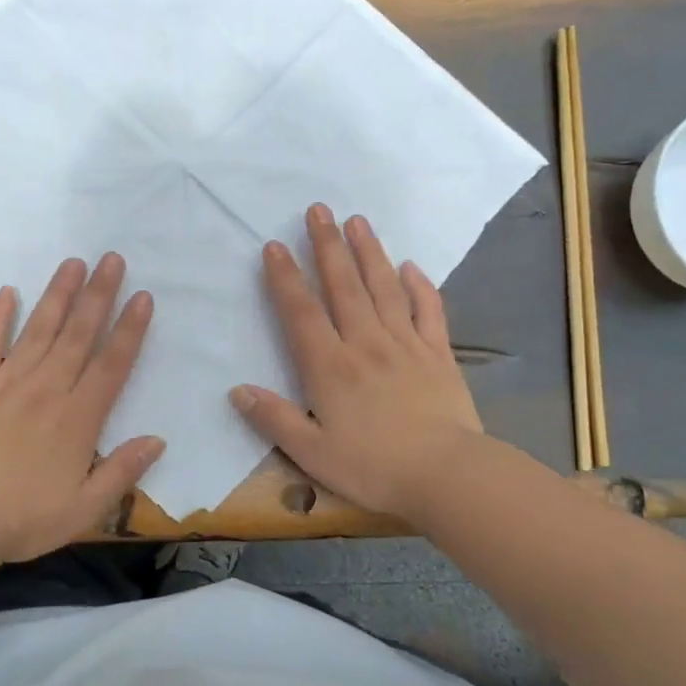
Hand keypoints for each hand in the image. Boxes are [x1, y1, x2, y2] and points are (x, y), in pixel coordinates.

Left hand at [0, 253, 163, 563]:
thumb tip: (158, 440)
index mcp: (78, 417)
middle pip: (78, 334)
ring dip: (58, 294)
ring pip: (39, 328)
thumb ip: (122, 472)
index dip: (130, 329)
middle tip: (112, 259)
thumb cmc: (22, 518)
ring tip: (73, 262)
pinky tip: (7, 291)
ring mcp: (7, 380)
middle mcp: (47, 388)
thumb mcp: (84, 509)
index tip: (142, 297)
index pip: (112, 364)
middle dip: (99, 294)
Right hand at [231, 204, 482, 521]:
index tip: (276, 245)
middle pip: (343, 286)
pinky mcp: (438, 354)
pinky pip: (428, 311)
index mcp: (330, 367)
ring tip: (357, 220)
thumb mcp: (312, 453)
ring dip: (368, 252)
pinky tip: (410, 266)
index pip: (301, 312)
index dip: (286, 277)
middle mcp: (366, 344)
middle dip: (327, 245)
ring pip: (383, 288)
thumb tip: (237, 390)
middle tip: (318, 209)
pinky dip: (419, 286)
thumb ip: (274, 419)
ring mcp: (406, 345)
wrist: (448, 476)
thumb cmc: (374, 468)